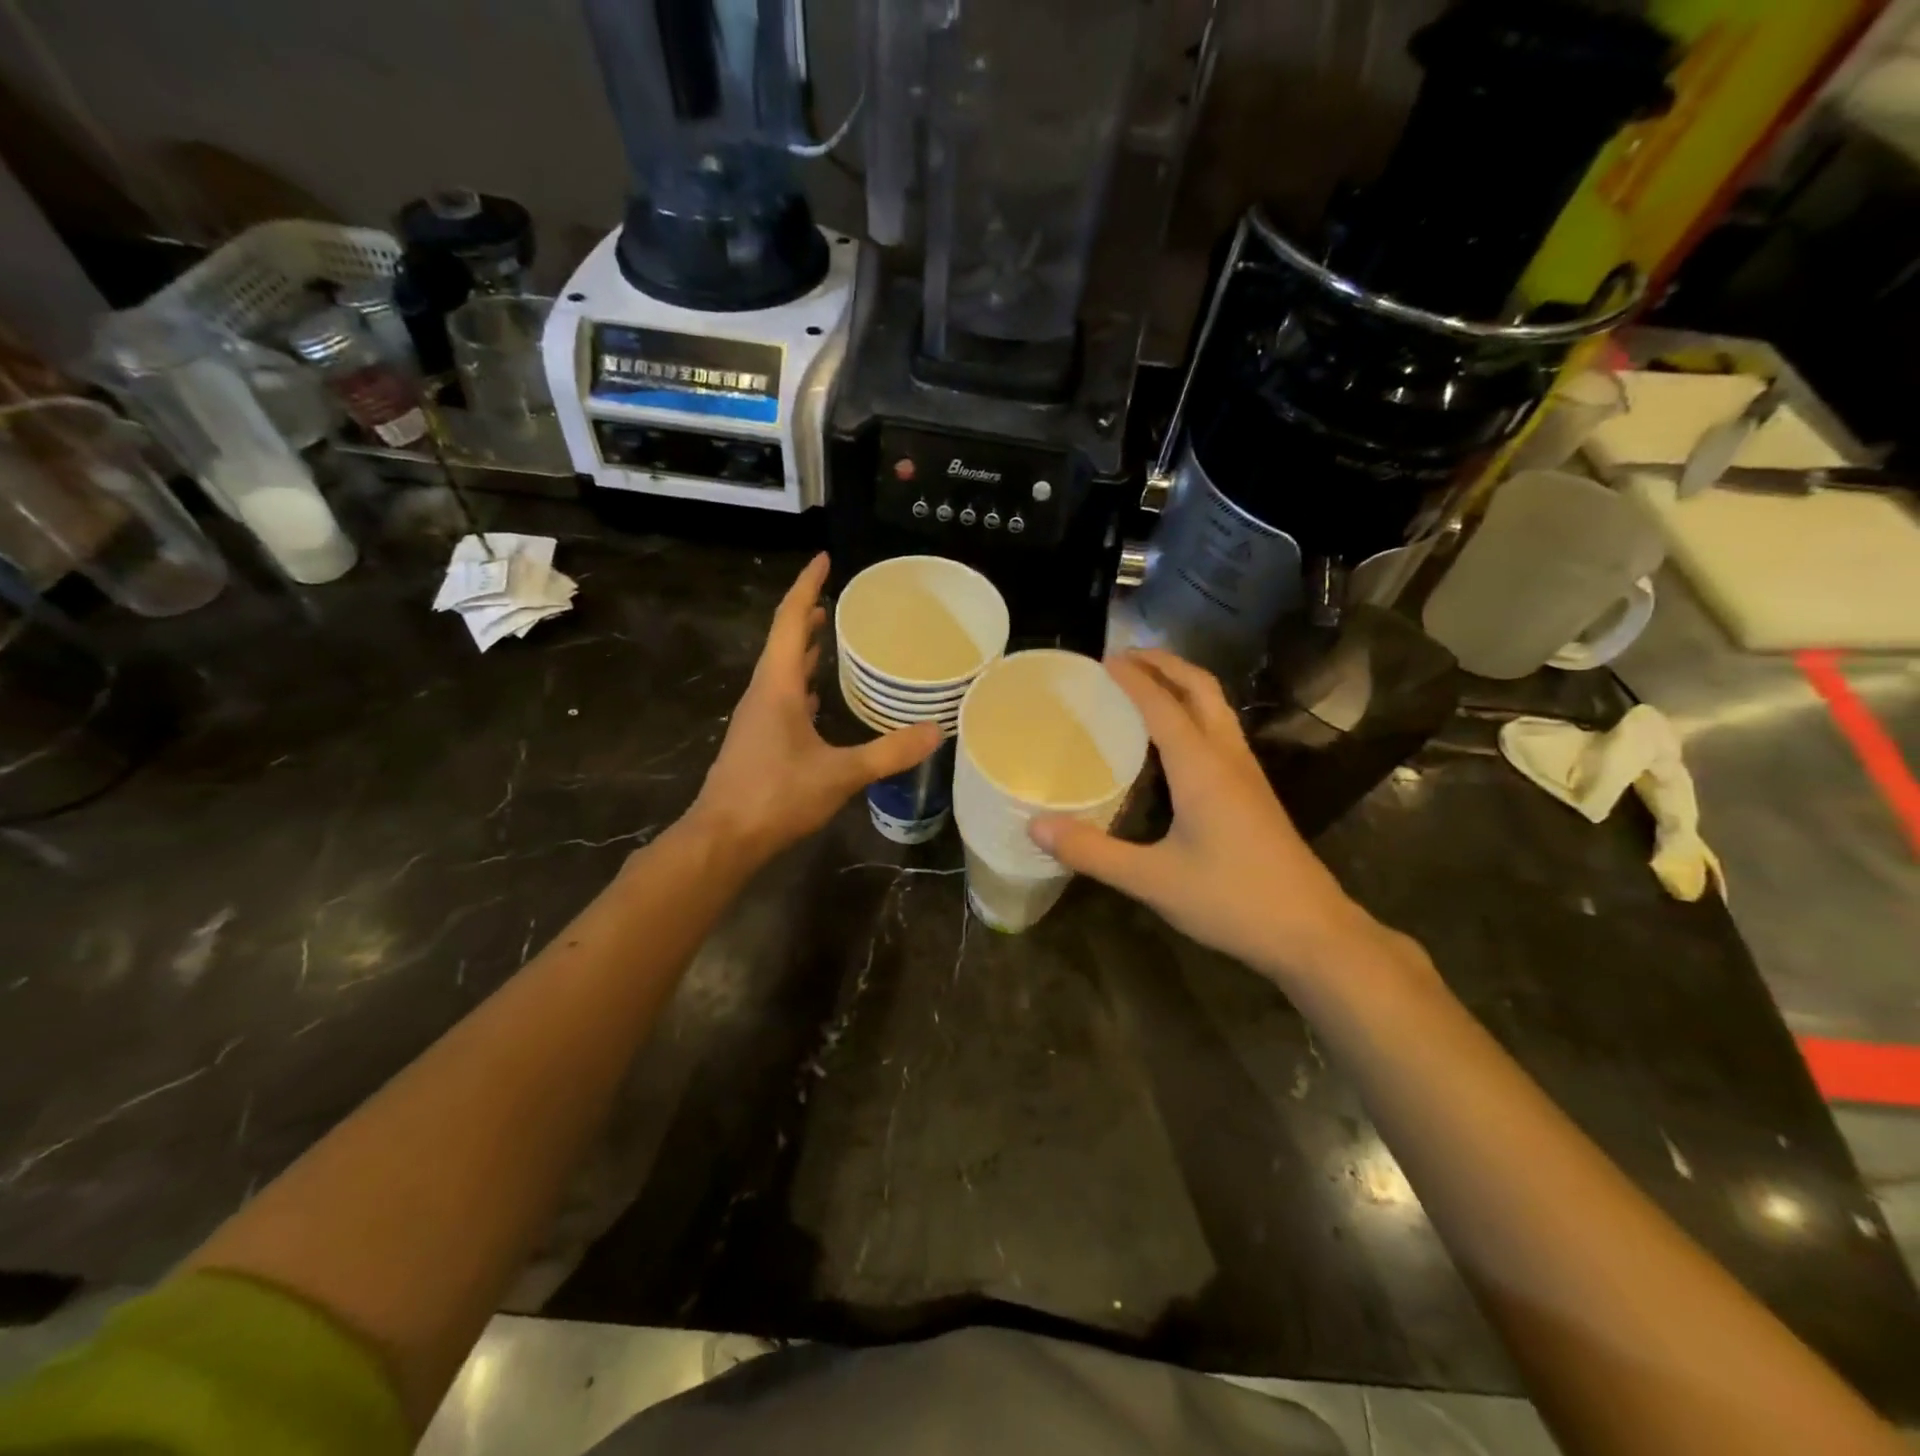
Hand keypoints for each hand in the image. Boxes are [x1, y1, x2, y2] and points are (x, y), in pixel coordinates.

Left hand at [688, 554, 940, 862]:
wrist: (723, 838)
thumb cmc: (775, 796)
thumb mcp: (839, 774)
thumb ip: (888, 752)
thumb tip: (936, 731)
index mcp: (776, 686)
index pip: (790, 621)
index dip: (807, 586)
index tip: (825, 560)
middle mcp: (762, 693)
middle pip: (783, 641)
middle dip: (806, 615)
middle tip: (834, 598)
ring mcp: (757, 718)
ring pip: (781, 671)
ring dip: (802, 649)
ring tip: (827, 635)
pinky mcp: (758, 741)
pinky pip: (782, 697)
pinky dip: (801, 685)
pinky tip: (817, 698)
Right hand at [1030, 649, 1384, 982]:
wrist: (1310, 931)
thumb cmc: (1231, 900)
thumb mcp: (1152, 880)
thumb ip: (1092, 852)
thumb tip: (1036, 827)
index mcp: (1202, 767)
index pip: (1162, 705)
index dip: (1132, 678)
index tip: (1102, 659)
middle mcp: (1228, 758)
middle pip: (1201, 689)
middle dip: (1165, 664)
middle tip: (1126, 657)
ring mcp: (1247, 774)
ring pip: (1217, 708)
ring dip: (1183, 685)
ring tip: (1148, 685)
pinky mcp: (1255, 793)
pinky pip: (1221, 731)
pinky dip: (1195, 713)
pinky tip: (1175, 741)